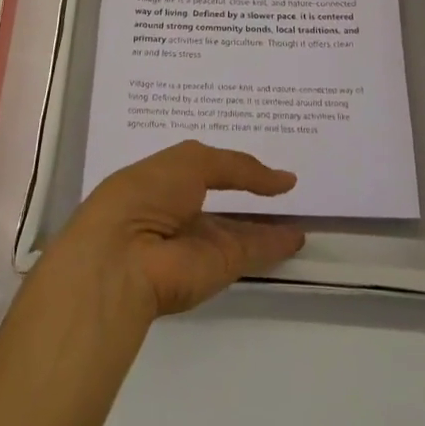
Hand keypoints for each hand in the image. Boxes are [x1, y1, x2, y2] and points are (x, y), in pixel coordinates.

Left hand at [46, 141, 305, 318]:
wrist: (124, 259)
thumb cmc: (147, 194)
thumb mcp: (191, 161)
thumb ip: (237, 166)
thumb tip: (282, 178)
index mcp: (161, 180)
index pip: (199, 169)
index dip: (226, 163)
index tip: (255, 156)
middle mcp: (181, 211)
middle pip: (222, 201)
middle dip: (247, 192)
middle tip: (283, 181)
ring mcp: (200, 242)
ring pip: (239, 230)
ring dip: (266, 222)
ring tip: (300, 209)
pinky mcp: (219, 269)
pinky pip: (252, 251)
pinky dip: (275, 244)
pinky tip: (298, 235)